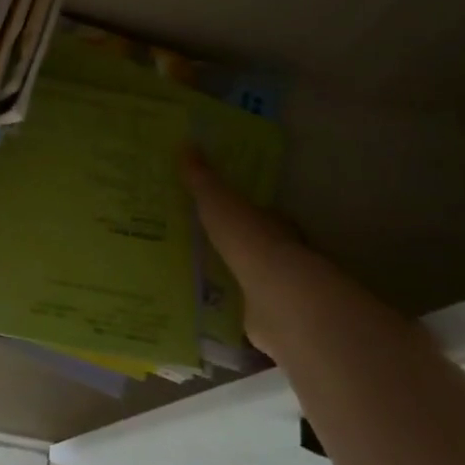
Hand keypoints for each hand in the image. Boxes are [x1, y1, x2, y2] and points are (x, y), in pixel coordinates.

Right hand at [182, 150, 354, 354]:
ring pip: (246, 281)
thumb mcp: (219, 203)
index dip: (236, 213)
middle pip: (251, 249)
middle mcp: (279, 256)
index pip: (257, 215)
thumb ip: (202, 179)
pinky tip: (197, 312)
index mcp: (272, 225)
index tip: (208, 214)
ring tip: (185, 280)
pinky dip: (223, 313)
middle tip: (190, 248)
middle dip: (228, 249)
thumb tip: (185, 143)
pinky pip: (238, 313)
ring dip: (225, 282)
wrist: (278, 300)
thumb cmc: (251, 243)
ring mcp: (275, 291)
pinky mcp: (265, 322)